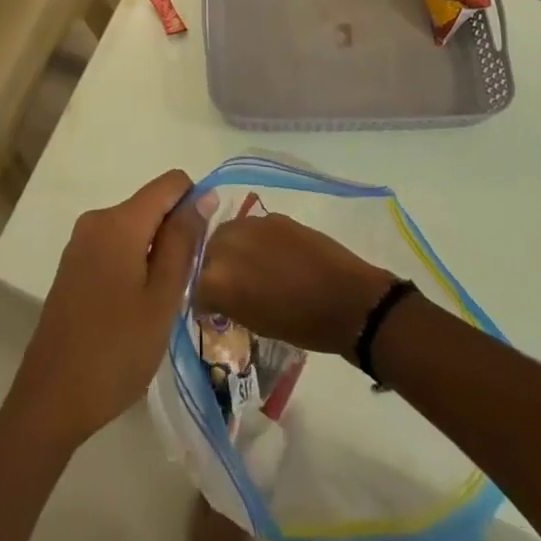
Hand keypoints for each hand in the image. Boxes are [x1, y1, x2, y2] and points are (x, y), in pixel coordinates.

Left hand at [3, 169, 199, 454]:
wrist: (51, 400)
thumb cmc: (116, 351)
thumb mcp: (162, 297)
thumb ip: (183, 241)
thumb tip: (204, 195)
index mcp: (120, 221)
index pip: (171, 183)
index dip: (194, 205)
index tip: (199, 250)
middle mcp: (97, 219)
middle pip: (152, 206)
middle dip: (174, 236)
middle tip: (179, 289)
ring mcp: (80, 242)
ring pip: (135, 228)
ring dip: (155, 254)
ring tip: (157, 305)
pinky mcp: (73, 265)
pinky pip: (115, 246)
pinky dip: (133, 265)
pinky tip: (132, 310)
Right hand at [195, 213, 395, 356]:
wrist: (345, 299)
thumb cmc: (300, 325)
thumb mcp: (254, 322)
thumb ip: (228, 301)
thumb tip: (218, 294)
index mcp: (218, 278)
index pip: (194, 285)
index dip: (203, 299)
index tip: (212, 308)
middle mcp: (227, 244)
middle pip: (206, 250)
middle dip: (213, 267)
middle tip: (229, 286)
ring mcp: (252, 225)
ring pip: (228, 234)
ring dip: (232, 250)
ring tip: (249, 268)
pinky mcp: (274, 216)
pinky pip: (253, 228)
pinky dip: (255, 241)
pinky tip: (270, 257)